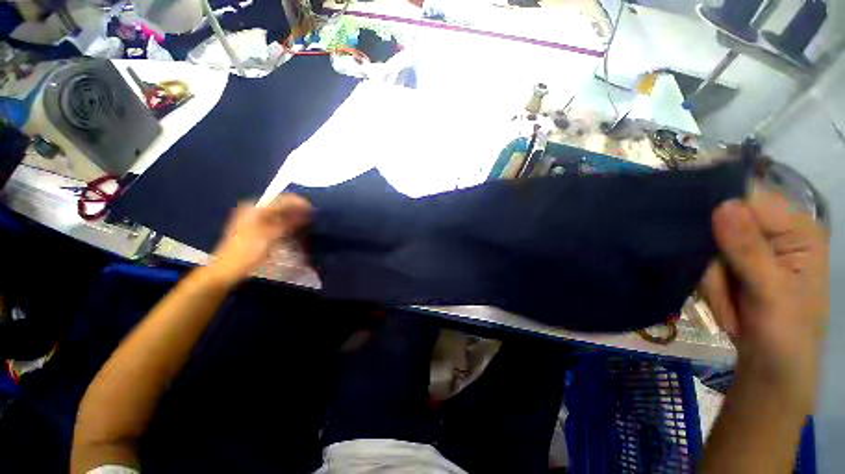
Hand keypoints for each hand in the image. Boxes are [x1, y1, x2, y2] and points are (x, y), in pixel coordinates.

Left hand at [207, 194, 311, 285]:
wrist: (227, 269)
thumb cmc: (249, 251)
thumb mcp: (272, 236)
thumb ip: (290, 222)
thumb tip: (307, 213)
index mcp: (256, 208)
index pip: (282, 199)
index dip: (299, 203)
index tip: (314, 209)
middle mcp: (254, 209)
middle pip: (280, 205)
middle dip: (296, 210)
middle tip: (312, 217)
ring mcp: (253, 218)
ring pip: (278, 213)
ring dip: (292, 216)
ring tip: (306, 222)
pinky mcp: (254, 227)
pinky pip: (274, 220)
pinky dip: (285, 223)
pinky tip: (293, 229)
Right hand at [700, 188, 828, 410]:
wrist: (771, 369)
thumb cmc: (784, 336)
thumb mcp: (770, 294)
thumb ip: (748, 250)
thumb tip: (722, 204)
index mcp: (797, 230)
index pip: (749, 200)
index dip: (720, 214)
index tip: (704, 244)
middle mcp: (776, 232)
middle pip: (722, 222)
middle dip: (714, 258)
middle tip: (723, 290)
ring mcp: (755, 249)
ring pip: (708, 244)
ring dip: (710, 276)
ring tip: (728, 303)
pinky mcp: (738, 265)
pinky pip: (706, 260)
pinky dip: (707, 281)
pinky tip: (722, 300)